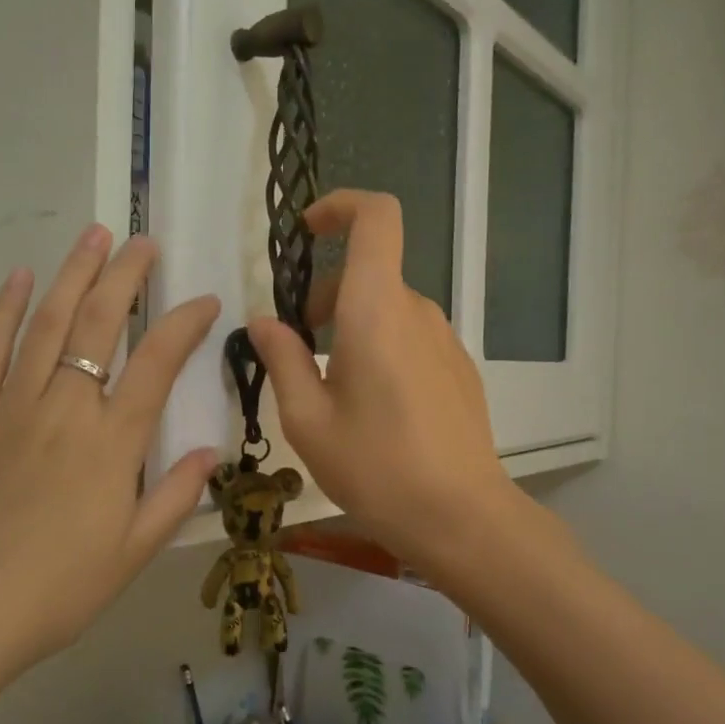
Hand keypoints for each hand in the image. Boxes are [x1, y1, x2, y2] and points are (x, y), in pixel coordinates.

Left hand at [0, 225, 219, 670]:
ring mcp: (9, 405)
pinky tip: (21, 277)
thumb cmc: (55, 591)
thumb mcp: (132, 554)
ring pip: (48, 323)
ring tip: (94, 236)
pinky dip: (5, 309)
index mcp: (112, 443)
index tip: (203, 299)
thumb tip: (210, 452)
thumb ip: (174, 497)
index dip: (184, 324)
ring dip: (74, 275)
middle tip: (143, 241)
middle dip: (126, 276)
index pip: (158, 364)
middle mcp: (64, 409)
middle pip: (102, 325)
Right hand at [246, 190, 517, 572]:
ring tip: (328, 391)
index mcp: (377, 308)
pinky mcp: (459, 370)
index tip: (306, 233)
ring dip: (351, 328)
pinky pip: (411, 338)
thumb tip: (264, 322)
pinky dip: (381, 349)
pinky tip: (372, 410)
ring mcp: (446, 340)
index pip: (376, 217)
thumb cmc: (375, 466)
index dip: (341, 206)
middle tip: (295, 352)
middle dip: (324, 297)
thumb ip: (282, 359)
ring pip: (388, 310)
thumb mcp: (307, 419)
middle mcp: (417, 311)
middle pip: (370, 274)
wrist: (461, 517)